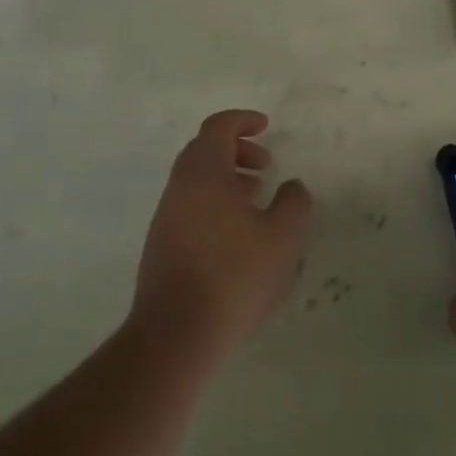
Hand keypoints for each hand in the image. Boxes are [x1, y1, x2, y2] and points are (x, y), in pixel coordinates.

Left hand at [132, 110, 313, 361]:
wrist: (175, 334)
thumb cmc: (234, 275)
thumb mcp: (282, 238)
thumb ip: (294, 203)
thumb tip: (292, 186)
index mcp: (204, 172)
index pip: (218, 127)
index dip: (243, 121)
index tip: (266, 127)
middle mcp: (179, 186)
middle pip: (204, 150)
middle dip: (237, 150)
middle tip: (265, 167)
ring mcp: (165, 216)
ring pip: (197, 181)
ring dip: (227, 180)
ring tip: (257, 201)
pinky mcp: (161, 245)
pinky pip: (190, 206)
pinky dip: (215, 204)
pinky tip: (237, 236)